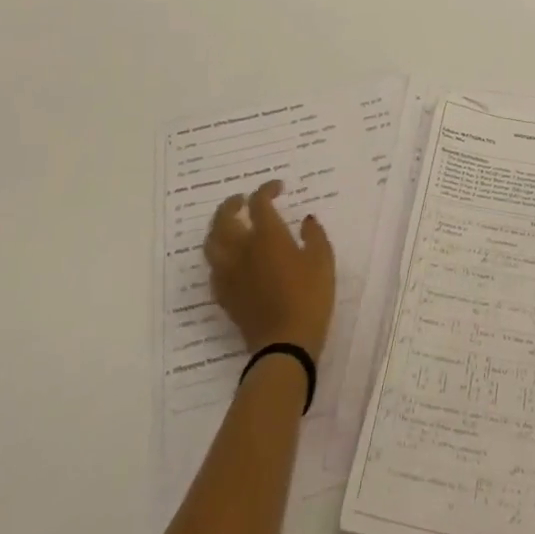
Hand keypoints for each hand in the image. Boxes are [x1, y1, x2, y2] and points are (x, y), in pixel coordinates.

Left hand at [204, 179, 335, 358]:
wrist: (285, 345)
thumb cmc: (309, 297)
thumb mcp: (322, 261)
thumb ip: (314, 235)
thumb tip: (306, 220)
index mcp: (267, 236)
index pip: (259, 202)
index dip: (266, 190)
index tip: (278, 188)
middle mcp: (242, 250)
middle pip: (224, 219)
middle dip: (232, 204)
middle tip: (242, 200)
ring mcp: (230, 274)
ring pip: (212, 243)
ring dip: (218, 228)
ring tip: (229, 225)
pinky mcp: (225, 295)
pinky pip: (214, 268)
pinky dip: (219, 255)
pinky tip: (229, 258)